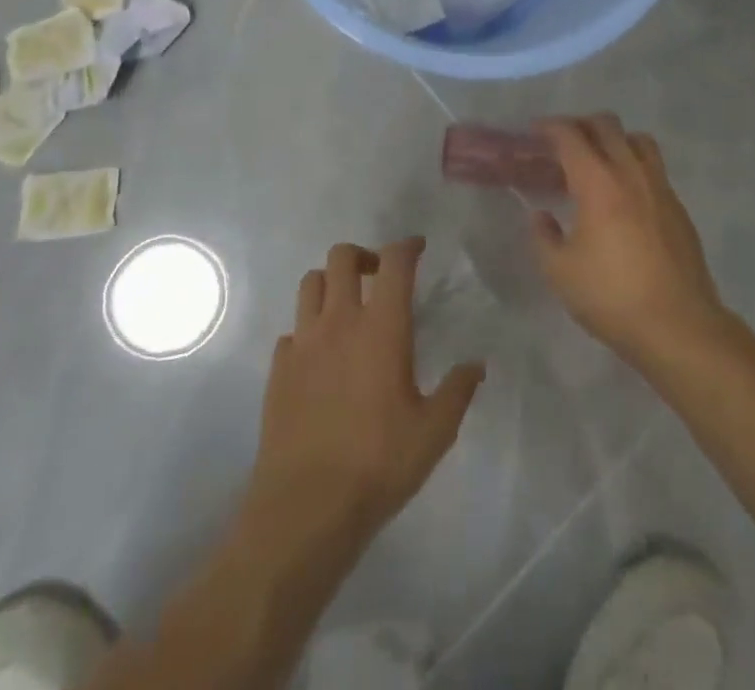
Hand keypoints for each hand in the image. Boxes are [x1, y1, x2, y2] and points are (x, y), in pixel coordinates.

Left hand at [241, 238, 484, 555]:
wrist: (304, 509)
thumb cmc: (378, 463)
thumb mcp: (434, 432)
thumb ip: (458, 391)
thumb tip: (476, 365)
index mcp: (382, 326)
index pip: (394, 262)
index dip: (407, 246)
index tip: (418, 248)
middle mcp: (339, 321)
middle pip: (342, 256)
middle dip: (364, 256)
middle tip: (380, 277)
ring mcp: (303, 343)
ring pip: (311, 283)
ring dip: (331, 283)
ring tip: (347, 308)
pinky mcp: (278, 370)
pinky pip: (291, 330)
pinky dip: (308, 330)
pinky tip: (319, 357)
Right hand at [530, 116, 729, 369]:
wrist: (678, 325)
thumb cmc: (612, 296)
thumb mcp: (560, 272)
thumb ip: (544, 237)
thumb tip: (541, 216)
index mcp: (598, 182)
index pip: (571, 136)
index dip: (550, 127)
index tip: (535, 132)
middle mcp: (631, 172)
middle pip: (607, 125)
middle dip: (581, 124)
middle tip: (563, 143)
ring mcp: (660, 187)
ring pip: (638, 140)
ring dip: (614, 139)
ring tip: (598, 161)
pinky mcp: (678, 207)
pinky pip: (654, 168)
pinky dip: (634, 165)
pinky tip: (624, 196)